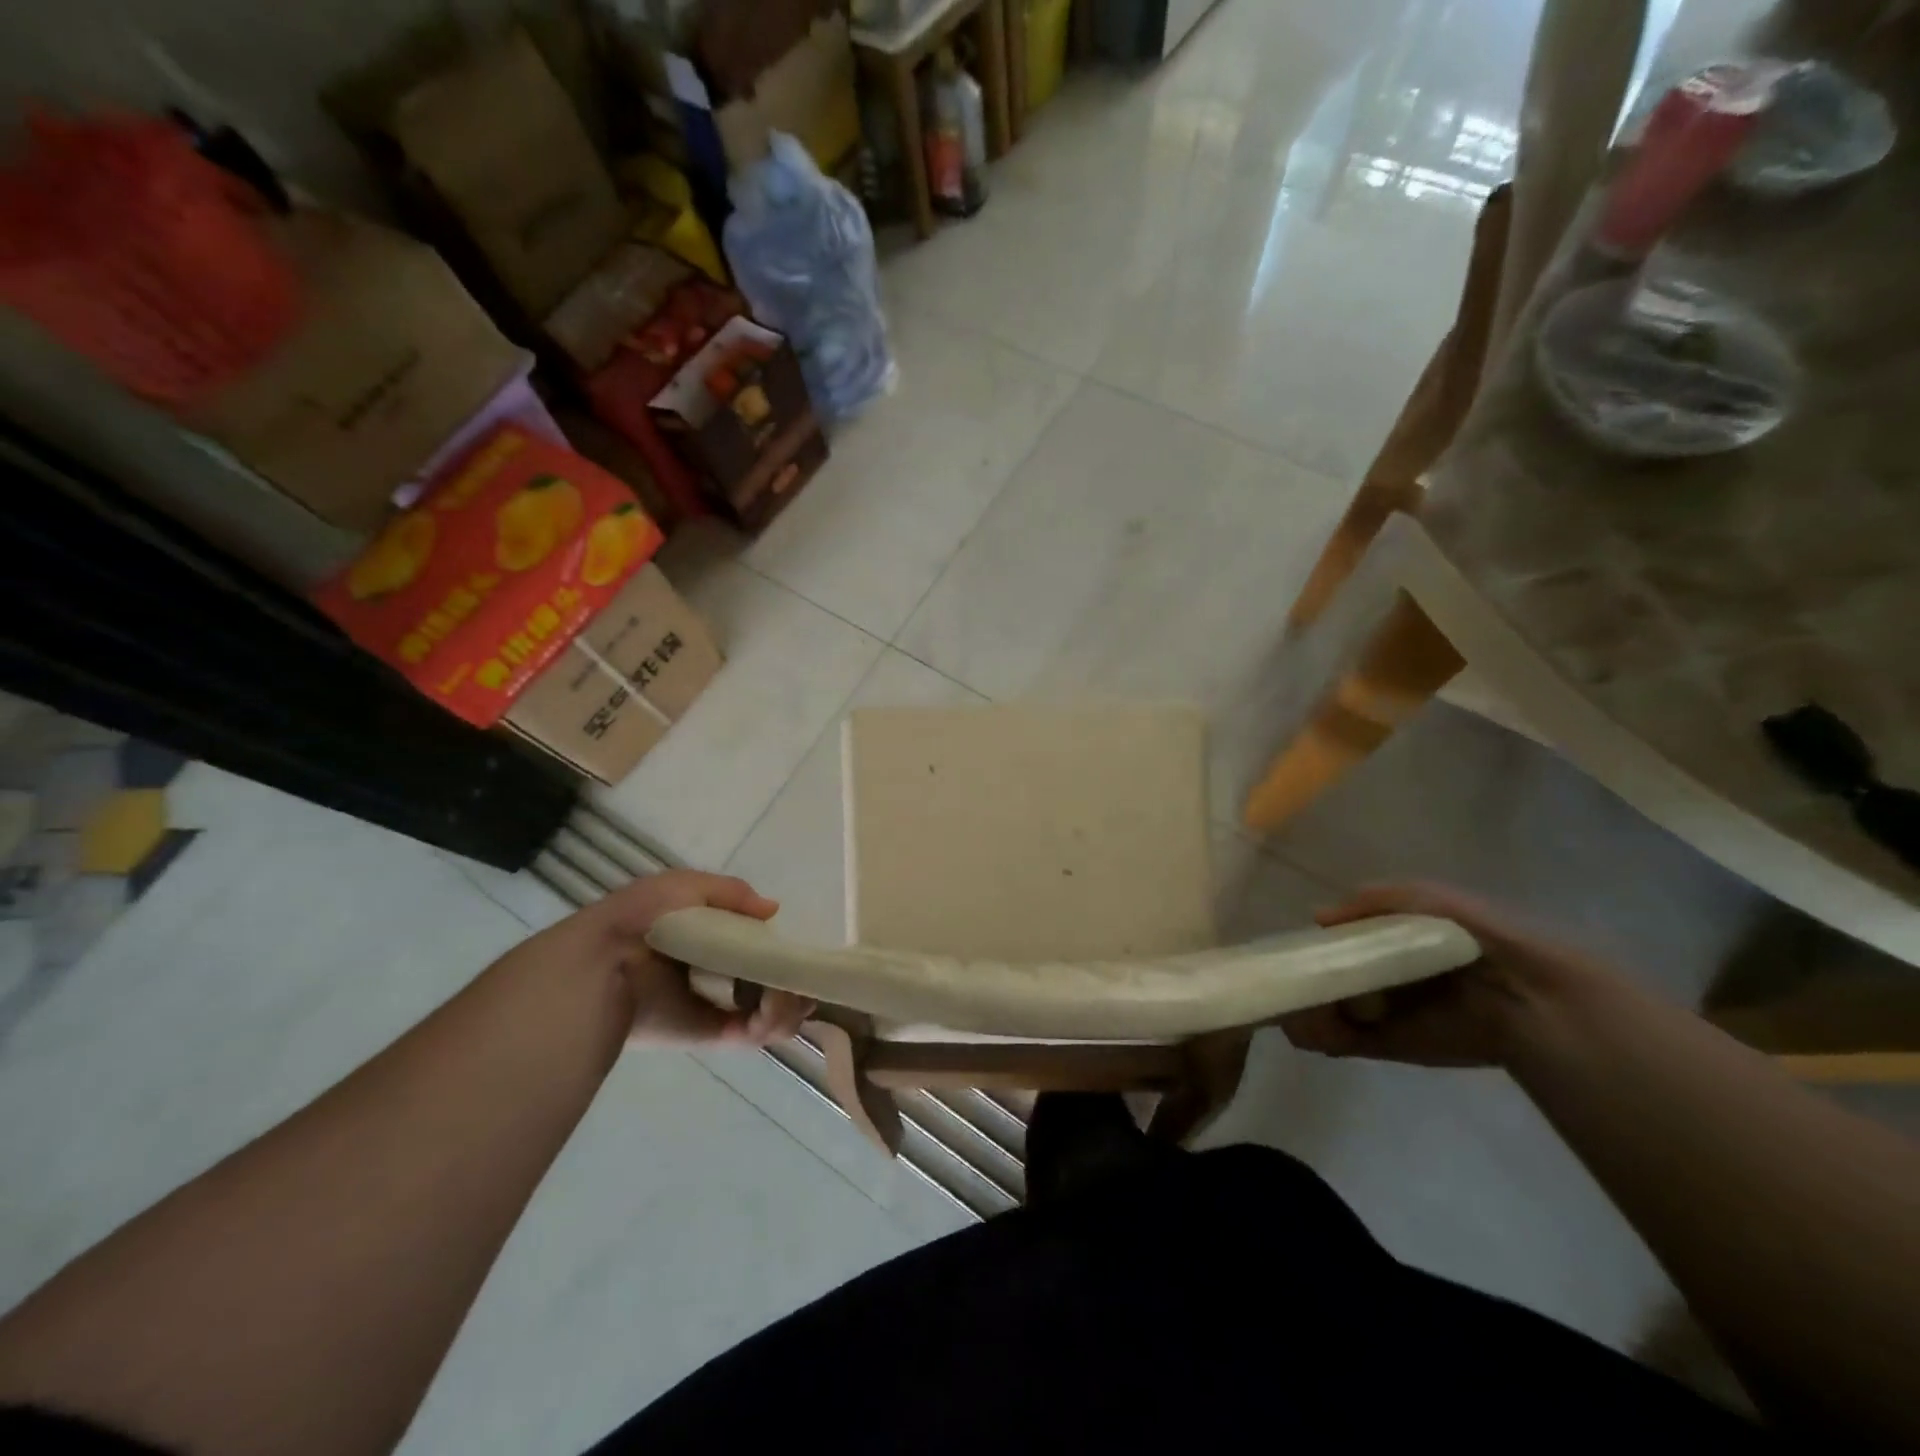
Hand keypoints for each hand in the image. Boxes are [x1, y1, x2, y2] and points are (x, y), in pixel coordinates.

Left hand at [530, 870, 814, 1045]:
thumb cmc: (644, 918)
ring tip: (783, 991)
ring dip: (792, 1002)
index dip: (787, 951)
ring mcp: (724, 1007)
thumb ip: (732, 893)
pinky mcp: (718, 1035)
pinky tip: (773, 1003)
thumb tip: (772, 911)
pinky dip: (778, 1020)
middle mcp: (725, 976)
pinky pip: (762, 1034)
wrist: (604, 965)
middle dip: (799, 982)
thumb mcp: (685, 886)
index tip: (801, 950)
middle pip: (779, 982)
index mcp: (716, 941)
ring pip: (778, 1012)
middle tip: (802, 978)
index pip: (765, 949)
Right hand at [1279, 884, 1602, 1067]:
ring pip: (1322, 1009)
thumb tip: (1317, 919)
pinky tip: (1308, 1027)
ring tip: (1297, 1006)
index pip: (1332, 941)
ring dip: (1303, 1009)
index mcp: (1384, 939)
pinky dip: (1318, 1036)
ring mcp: (1378, 1012)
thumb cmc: (1467, 934)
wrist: (1522, 994)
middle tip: (1288, 983)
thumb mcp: (1419, 897)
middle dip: (1300, 980)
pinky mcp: (1386, 1045)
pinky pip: (1340, 1041)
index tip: (1288, 950)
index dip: (1308, 945)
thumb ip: (1367, 902)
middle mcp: (1375, 975)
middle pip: (1321, 976)